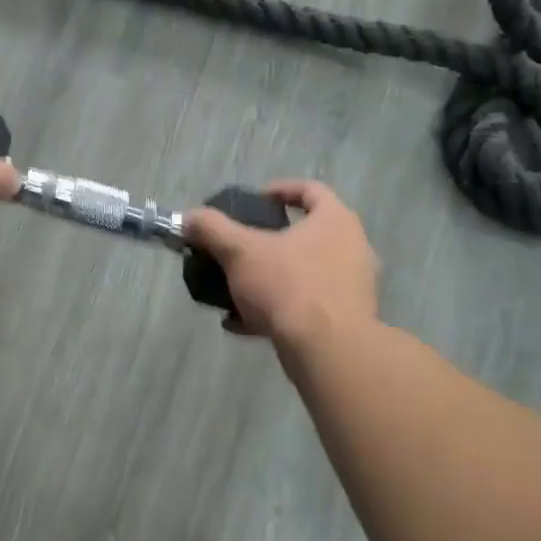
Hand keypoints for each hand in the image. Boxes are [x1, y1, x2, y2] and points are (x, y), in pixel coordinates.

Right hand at [184, 181, 378, 344]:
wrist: (327, 351)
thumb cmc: (288, 286)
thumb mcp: (240, 252)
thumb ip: (212, 229)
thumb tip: (188, 217)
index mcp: (336, 220)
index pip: (311, 190)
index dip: (280, 190)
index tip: (254, 202)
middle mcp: (352, 248)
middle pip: (306, 234)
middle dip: (268, 242)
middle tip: (241, 247)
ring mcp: (352, 286)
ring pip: (304, 273)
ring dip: (270, 279)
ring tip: (236, 290)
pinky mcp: (346, 320)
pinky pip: (306, 306)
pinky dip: (276, 310)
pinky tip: (242, 324)